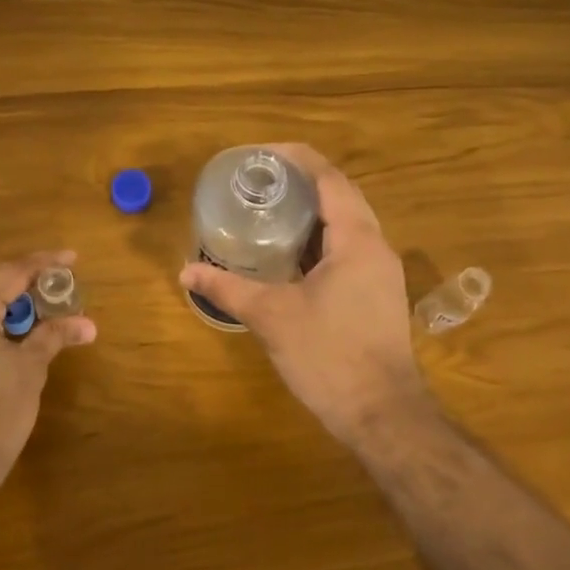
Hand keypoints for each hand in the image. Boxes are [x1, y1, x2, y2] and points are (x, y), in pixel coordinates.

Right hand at [179, 145, 427, 442]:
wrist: (383, 415)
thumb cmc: (329, 357)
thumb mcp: (272, 317)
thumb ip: (228, 289)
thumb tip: (186, 273)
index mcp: (357, 239)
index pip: (330, 178)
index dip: (296, 158)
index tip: (261, 154)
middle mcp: (377, 246)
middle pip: (342, 195)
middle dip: (303, 182)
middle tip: (260, 181)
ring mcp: (382, 272)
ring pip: (349, 224)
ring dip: (314, 212)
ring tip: (271, 211)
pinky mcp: (379, 294)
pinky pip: (350, 249)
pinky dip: (322, 241)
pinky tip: (291, 256)